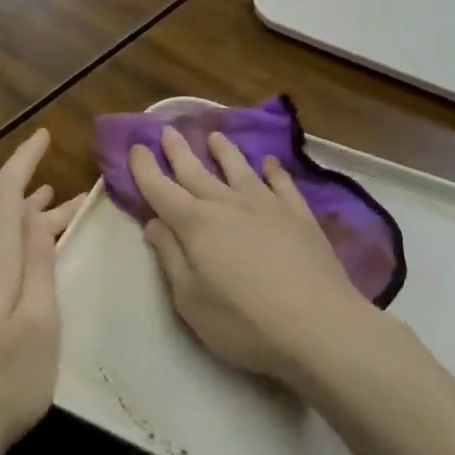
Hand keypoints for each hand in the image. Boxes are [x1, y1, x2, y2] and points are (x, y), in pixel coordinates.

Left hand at [0, 130, 82, 454]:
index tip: (44, 136)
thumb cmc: (7, 381)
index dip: (23, 160)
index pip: (4, 192)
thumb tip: (36, 215)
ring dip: (14, 217)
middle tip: (76, 204)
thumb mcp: (40, 323)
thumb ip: (38, 264)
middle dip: (36, 201)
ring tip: (44, 209)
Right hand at [131, 126, 372, 381]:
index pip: (161, 190)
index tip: (136, 147)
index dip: (146, 169)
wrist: (318, 324)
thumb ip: (170, 257)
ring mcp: (267, 206)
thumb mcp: (190, 299)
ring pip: (239, 170)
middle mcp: (228, 205)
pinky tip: (269, 163)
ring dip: (224, 152)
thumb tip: (153, 223)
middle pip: (197, 172)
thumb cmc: (243, 321)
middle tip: (168, 129)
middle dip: (179, 151)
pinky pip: (282, 184)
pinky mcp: (300, 215)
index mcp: (195, 225)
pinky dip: (274, 171)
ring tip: (215, 136)